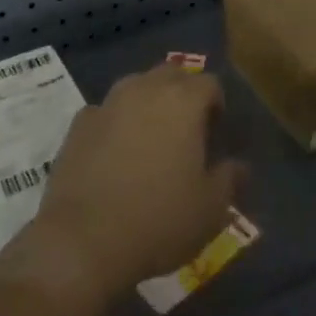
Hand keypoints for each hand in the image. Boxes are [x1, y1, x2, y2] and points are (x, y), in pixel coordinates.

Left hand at [32, 63, 245, 298]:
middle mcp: (145, 89)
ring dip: (148, 101)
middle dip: (182, 92)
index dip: (216, 103)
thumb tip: (238, 166)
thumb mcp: (210, 209)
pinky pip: (105, 110)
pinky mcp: (78, 125)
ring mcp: (107, 104)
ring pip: (135, 85)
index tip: (216, 132)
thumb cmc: (158, 221)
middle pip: (171, 73)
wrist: (83, 241)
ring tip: (151, 137)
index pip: (208, 83)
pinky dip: (115, 122)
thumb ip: (229, 179)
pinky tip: (114, 151)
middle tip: (187, 129)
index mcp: (183, 101)